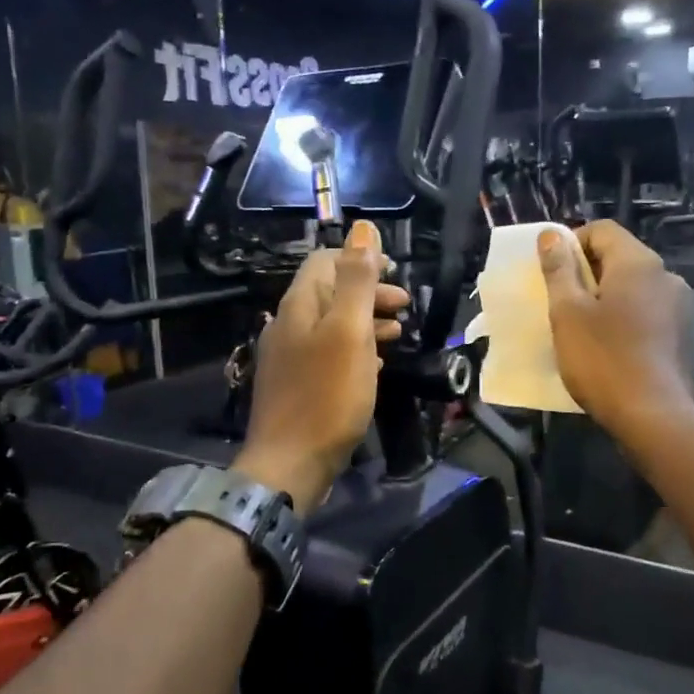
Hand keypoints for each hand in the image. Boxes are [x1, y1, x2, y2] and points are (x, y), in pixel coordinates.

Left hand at [236, 220, 409, 514]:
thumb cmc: (327, 395)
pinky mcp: (296, 384)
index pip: (325, 261)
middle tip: (405, 305)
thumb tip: (362, 229)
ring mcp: (288, 356)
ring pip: (331, 324)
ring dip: (366, 320)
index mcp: (299, 305)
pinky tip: (375, 363)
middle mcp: (288, 323)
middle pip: (330, 292)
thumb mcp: (349, 331)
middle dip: (368, 291)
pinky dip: (354, 348)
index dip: (360, 258)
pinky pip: (328, 353)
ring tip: (398, 332)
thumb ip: (357, 280)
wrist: (290, 464)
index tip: (395, 271)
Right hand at [538, 221, 693, 441]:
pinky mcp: (681, 334)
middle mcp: (665, 276)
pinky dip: (622, 318)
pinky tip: (607, 346)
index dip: (571, 243)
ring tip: (580, 327)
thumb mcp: (568, 312)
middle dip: (586, 273)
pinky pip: (645, 311)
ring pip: (632, 287)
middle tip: (559, 302)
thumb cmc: (603, 359)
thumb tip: (551, 235)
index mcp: (639, 263)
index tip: (551, 272)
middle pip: (618, 257)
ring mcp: (678, 306)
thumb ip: (559, 269)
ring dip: (603, 297)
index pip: (602, 230)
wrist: (654, 417)